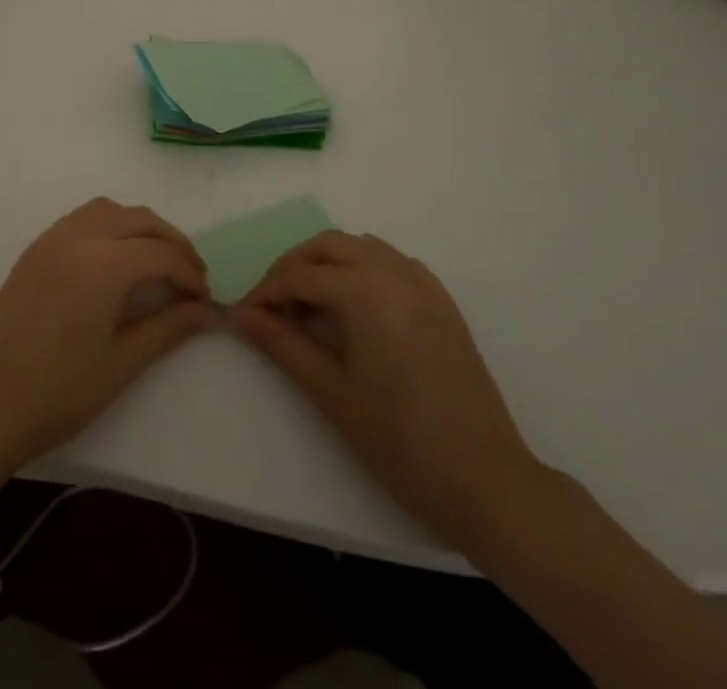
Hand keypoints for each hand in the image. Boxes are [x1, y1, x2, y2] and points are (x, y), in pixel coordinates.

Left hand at [0, 199, 214, 473]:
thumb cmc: (57, 392)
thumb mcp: (122, 363)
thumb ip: (169, 328)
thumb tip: (207, 311)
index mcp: (102, 262)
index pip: (161, 254)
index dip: (189, 273)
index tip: (205, 299)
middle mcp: (78, 236)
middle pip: (139, 220)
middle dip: (172, 243)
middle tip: (191, 276)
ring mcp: (51, 239)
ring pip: (109, 210)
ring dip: (140, 227)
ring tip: (157, 262)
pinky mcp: (35, 250)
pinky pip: (82, 219)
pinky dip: (110, 226)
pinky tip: (115, 260)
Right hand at [230, 230, 541, 545]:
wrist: (486, 481)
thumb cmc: (400, 441)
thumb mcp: (330, 392)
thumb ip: (281, 344)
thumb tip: (240, 315)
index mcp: (364, 289)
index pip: (299, 276)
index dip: (265, 292)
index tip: (243, 315)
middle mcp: (393, 271)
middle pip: (327, 246)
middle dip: (293, 266)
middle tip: (272, 304)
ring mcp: (423, 283)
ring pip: (360, 247)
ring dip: (327, 262)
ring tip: (309, 304)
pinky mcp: (442, 301)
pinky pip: (391, 262)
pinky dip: (362, 268)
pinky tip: (355, 306)